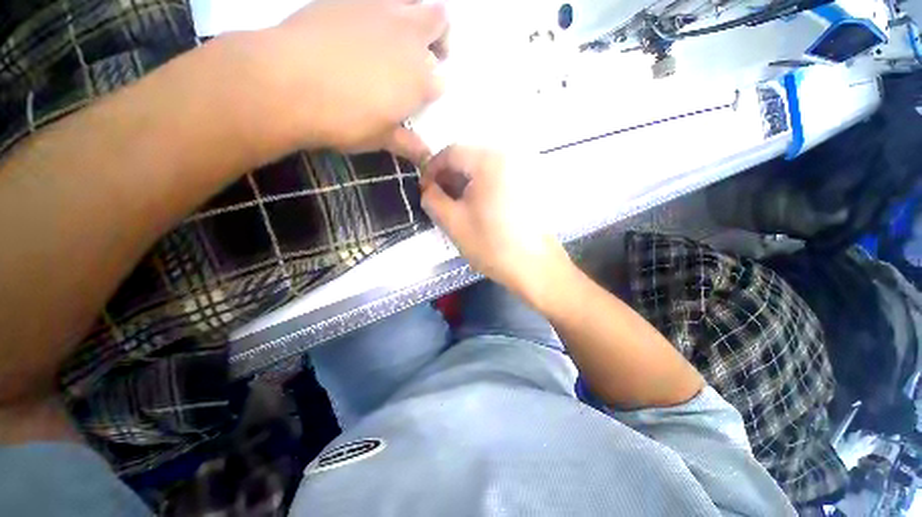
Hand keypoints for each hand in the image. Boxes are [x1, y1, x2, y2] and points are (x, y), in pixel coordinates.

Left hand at [249, 0, 447, 161]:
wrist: (288, 82)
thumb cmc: (344, 119)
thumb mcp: (380, 138)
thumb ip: (407, 143)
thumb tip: (425, 156)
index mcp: (421, 78)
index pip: (440, 81)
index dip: (432, 90)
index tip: (419, 99)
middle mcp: (409, 37)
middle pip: (440, 21)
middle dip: (440, 37)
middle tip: (425, 53)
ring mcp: (380, 9)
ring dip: (415, 12)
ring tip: (398, 33)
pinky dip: (378, 8)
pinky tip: (361, 26)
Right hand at [421, 146, 567, 295]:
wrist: (535, 267)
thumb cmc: (491, 245)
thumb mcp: (453, 223)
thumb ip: (432, 200)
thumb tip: (428, 188)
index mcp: (489, 162)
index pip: (451, 152)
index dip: (431, 169)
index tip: (424, 189)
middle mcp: (508, 158)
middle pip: (469, 159)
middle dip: (448, 177)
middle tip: (439, 199)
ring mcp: (522, 171)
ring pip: (483, 170)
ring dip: (464, 183)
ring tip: (456, 206)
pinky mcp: (528, 186)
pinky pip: (497, 179)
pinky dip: (481, 188)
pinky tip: (476, 208)